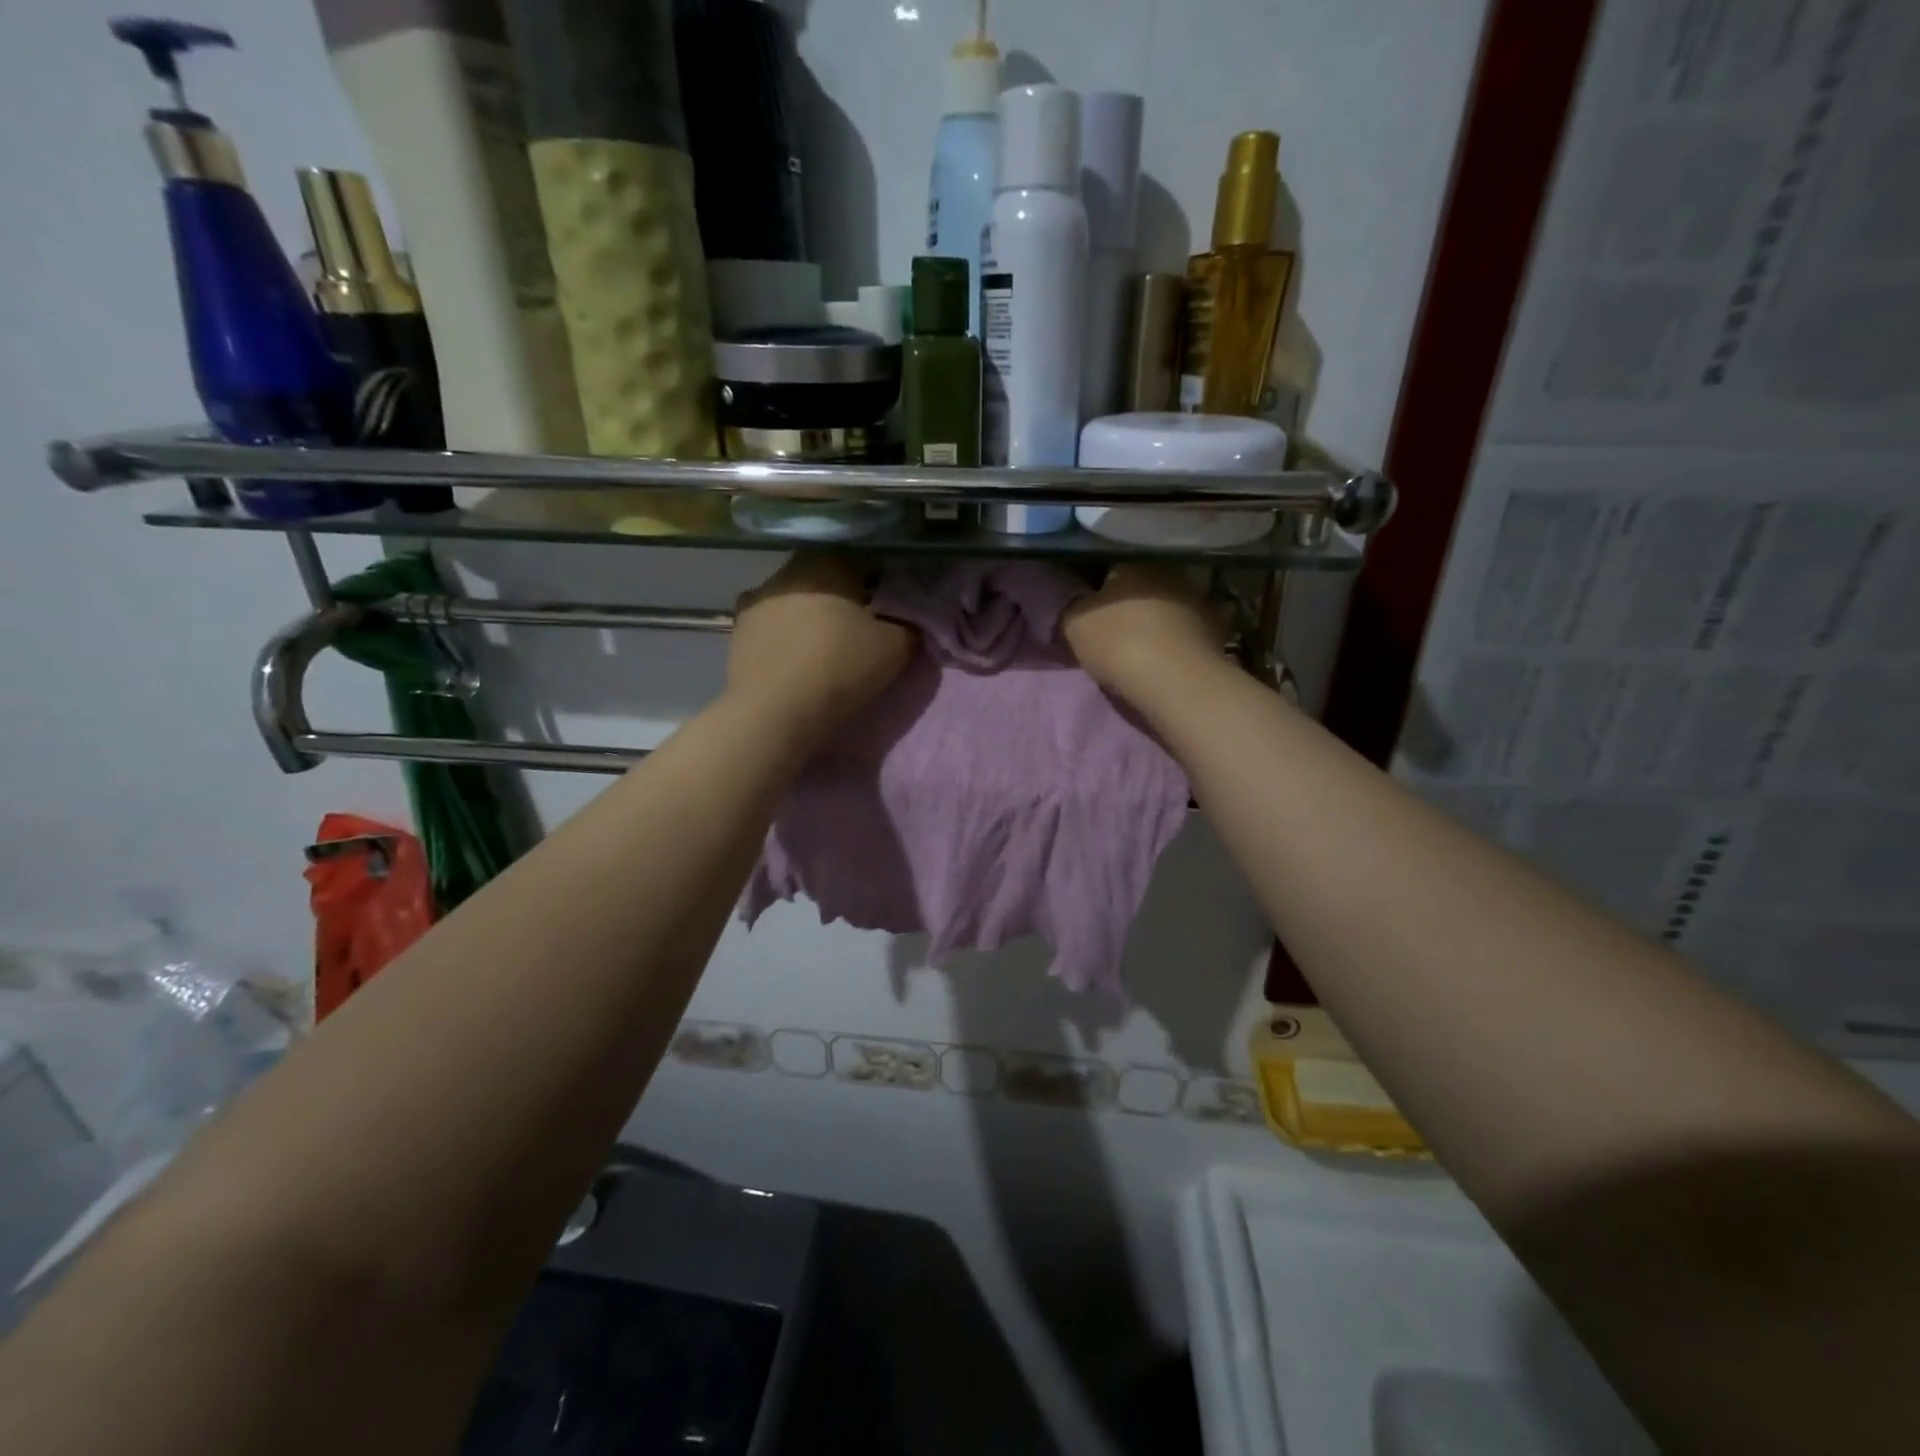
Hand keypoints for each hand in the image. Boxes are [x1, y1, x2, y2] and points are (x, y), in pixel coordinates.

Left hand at [728, 553, 913, 739]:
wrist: (775, 710)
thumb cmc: (841, 667)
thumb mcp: (896, 647)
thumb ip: (909, 624)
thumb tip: (909, 618)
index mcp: (828, 562)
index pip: (864, 562)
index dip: (882, 585)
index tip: (890, 612)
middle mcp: (788, 570)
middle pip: (826, 578)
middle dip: (843, 598)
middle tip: (860, 630)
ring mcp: (757, 599)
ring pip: (795, 600)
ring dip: (810, 615)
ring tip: (824, 648)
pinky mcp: (737, 630)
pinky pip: (772, 626)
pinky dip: (785, 637)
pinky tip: (795, 661)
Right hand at [1061, 564, 1229, 708]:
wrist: (1174, 680)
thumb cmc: (1117, 643)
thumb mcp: (1073, 623)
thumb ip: (1069, 606)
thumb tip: (1071, 600)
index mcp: (1132, 562)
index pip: (1109, 568)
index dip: (1097, 590)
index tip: (1090, 612)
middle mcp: (1168, 571)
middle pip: (1143, 586)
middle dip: (1130, 604)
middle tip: (1115, 630)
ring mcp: (1198, 598)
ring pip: (1169, 605)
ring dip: (1158, 620)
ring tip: (1144, 646)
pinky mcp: (1217, 628)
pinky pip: (1190, 629)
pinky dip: (1180, 639)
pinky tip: (1170, 657)